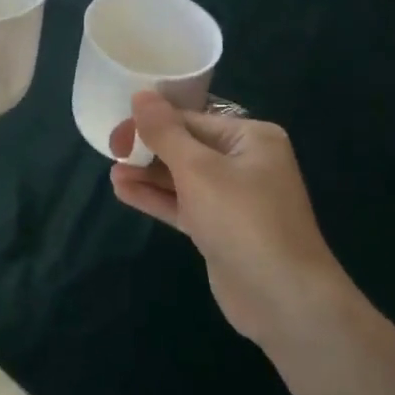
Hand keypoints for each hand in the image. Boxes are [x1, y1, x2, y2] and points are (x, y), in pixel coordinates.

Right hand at [110, 93, 353, 346]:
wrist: (284, 299)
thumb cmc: (243, 220)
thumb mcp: (198, 169)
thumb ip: (166, 132)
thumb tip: (141, 95)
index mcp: (251, 138)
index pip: (192, 119)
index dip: (151, 123)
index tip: (116, 134)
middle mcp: (246, 162)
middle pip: (187, 146)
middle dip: (149, 149)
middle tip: (111, 151)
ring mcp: (235, 199)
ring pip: (183, 178)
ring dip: (148, 175)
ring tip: (112, 172)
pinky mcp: (221, 230)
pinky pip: (184, 204)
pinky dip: (157, 198)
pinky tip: (124, 191)